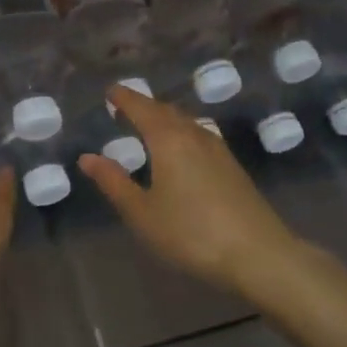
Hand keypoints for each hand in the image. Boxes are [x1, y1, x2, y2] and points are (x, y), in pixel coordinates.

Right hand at [78, 85, 300, 294]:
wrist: (259, 254)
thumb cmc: (191, 233)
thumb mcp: (142, 213)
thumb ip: (114, 182)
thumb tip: (87, 157)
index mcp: (168, 140)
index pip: (142, 108)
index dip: (124, 98)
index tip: (109, 91)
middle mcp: (194, 135)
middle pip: (165, 110)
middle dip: (143, 106)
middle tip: (124, 108)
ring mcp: (218, 149)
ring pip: (185, 121)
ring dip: (164, 118)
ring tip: (148, 126)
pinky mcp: (232, 166)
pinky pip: (198, 135)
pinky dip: (181, 132)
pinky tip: (180, 150)